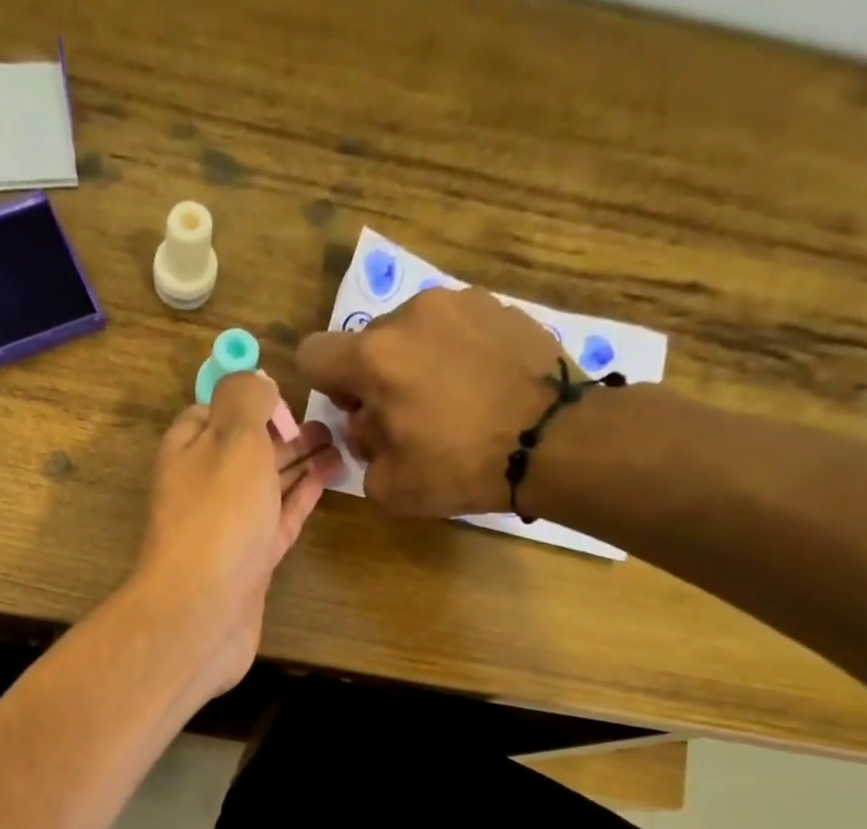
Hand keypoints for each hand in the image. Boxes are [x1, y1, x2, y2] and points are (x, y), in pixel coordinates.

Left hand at [126, 371, 339, 696]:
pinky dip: (301, 497)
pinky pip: (279, 519)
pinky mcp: (250, 562)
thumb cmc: (218, 518)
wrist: (203, 613)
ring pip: (267, 485)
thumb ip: (244, 400)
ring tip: (341, 443)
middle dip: (283, 431)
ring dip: (299, 462)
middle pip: (246, 450)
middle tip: (332, 420)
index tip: (286, 394)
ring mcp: (228, 529)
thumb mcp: (231, 439)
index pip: (212, 412)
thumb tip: (253, 379)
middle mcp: (205, 488)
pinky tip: (326, 479)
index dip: (248, 399)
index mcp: (189, 451)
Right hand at [297, 286, 574, 516]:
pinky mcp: (500, 306)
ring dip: (416, 363)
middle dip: (375, 379)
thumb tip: (371, 426)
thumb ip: (361, 451)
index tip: (358, 413)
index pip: (313, 354)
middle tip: (407, 419)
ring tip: (451, 404)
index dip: (326, 388)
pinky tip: (481, 390)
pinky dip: (457, 355)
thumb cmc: (460, 466)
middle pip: (367, 344)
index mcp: (373, 357)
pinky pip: (456, 329)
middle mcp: (411, 315)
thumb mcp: (387, 486)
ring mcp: (460, 303)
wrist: (554, 440)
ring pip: (413, 333)